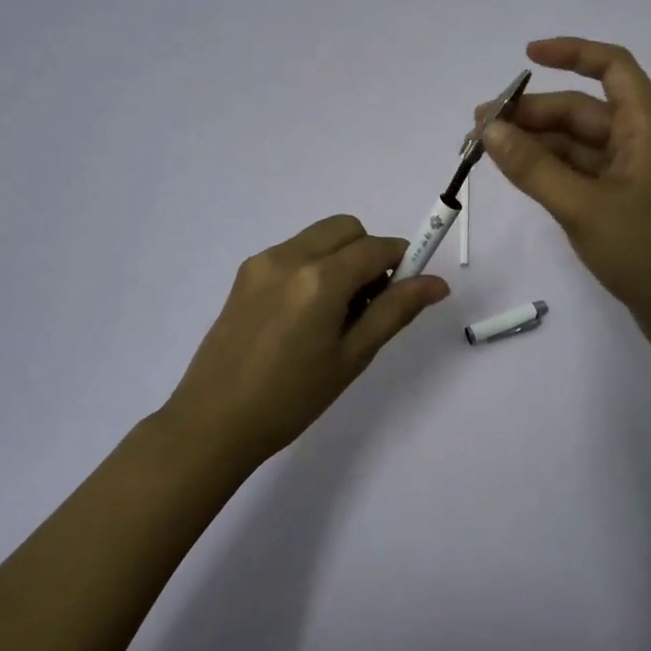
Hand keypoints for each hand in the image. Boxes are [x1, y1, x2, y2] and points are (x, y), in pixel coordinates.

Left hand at [160, 215, 448, 465]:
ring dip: (341, 257)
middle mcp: (290, 256)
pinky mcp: (245, 273)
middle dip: (368, 252)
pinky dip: (314, 265)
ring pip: (319, 237)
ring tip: (335, 312)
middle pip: (346, 228)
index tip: (408, 289)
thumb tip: (437, 283)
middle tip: (369, 301)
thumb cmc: (291, 398)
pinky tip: (305, 314)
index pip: (376, 247)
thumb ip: (395, 311)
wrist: (213, 421)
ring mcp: (263, 261)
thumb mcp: (352, 357)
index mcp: (320, 278)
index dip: (401, 260)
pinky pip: (294, 251)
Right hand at [479, 37, 650, 352]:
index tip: (527, 56)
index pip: (612, 67)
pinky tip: (515, 173)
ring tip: (485, 150)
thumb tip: (488, 129)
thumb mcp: (583, 207)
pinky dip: (546, 169)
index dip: (573, 52)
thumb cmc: (648, 252)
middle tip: (479, 127)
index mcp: (644, 128)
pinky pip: (576, 172)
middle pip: (581, 110)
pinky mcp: (619, 203)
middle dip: (532, 113)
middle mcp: (637, 142)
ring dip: (533, 142)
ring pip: (575, 144)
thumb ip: (533, 168)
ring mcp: (628, 175)